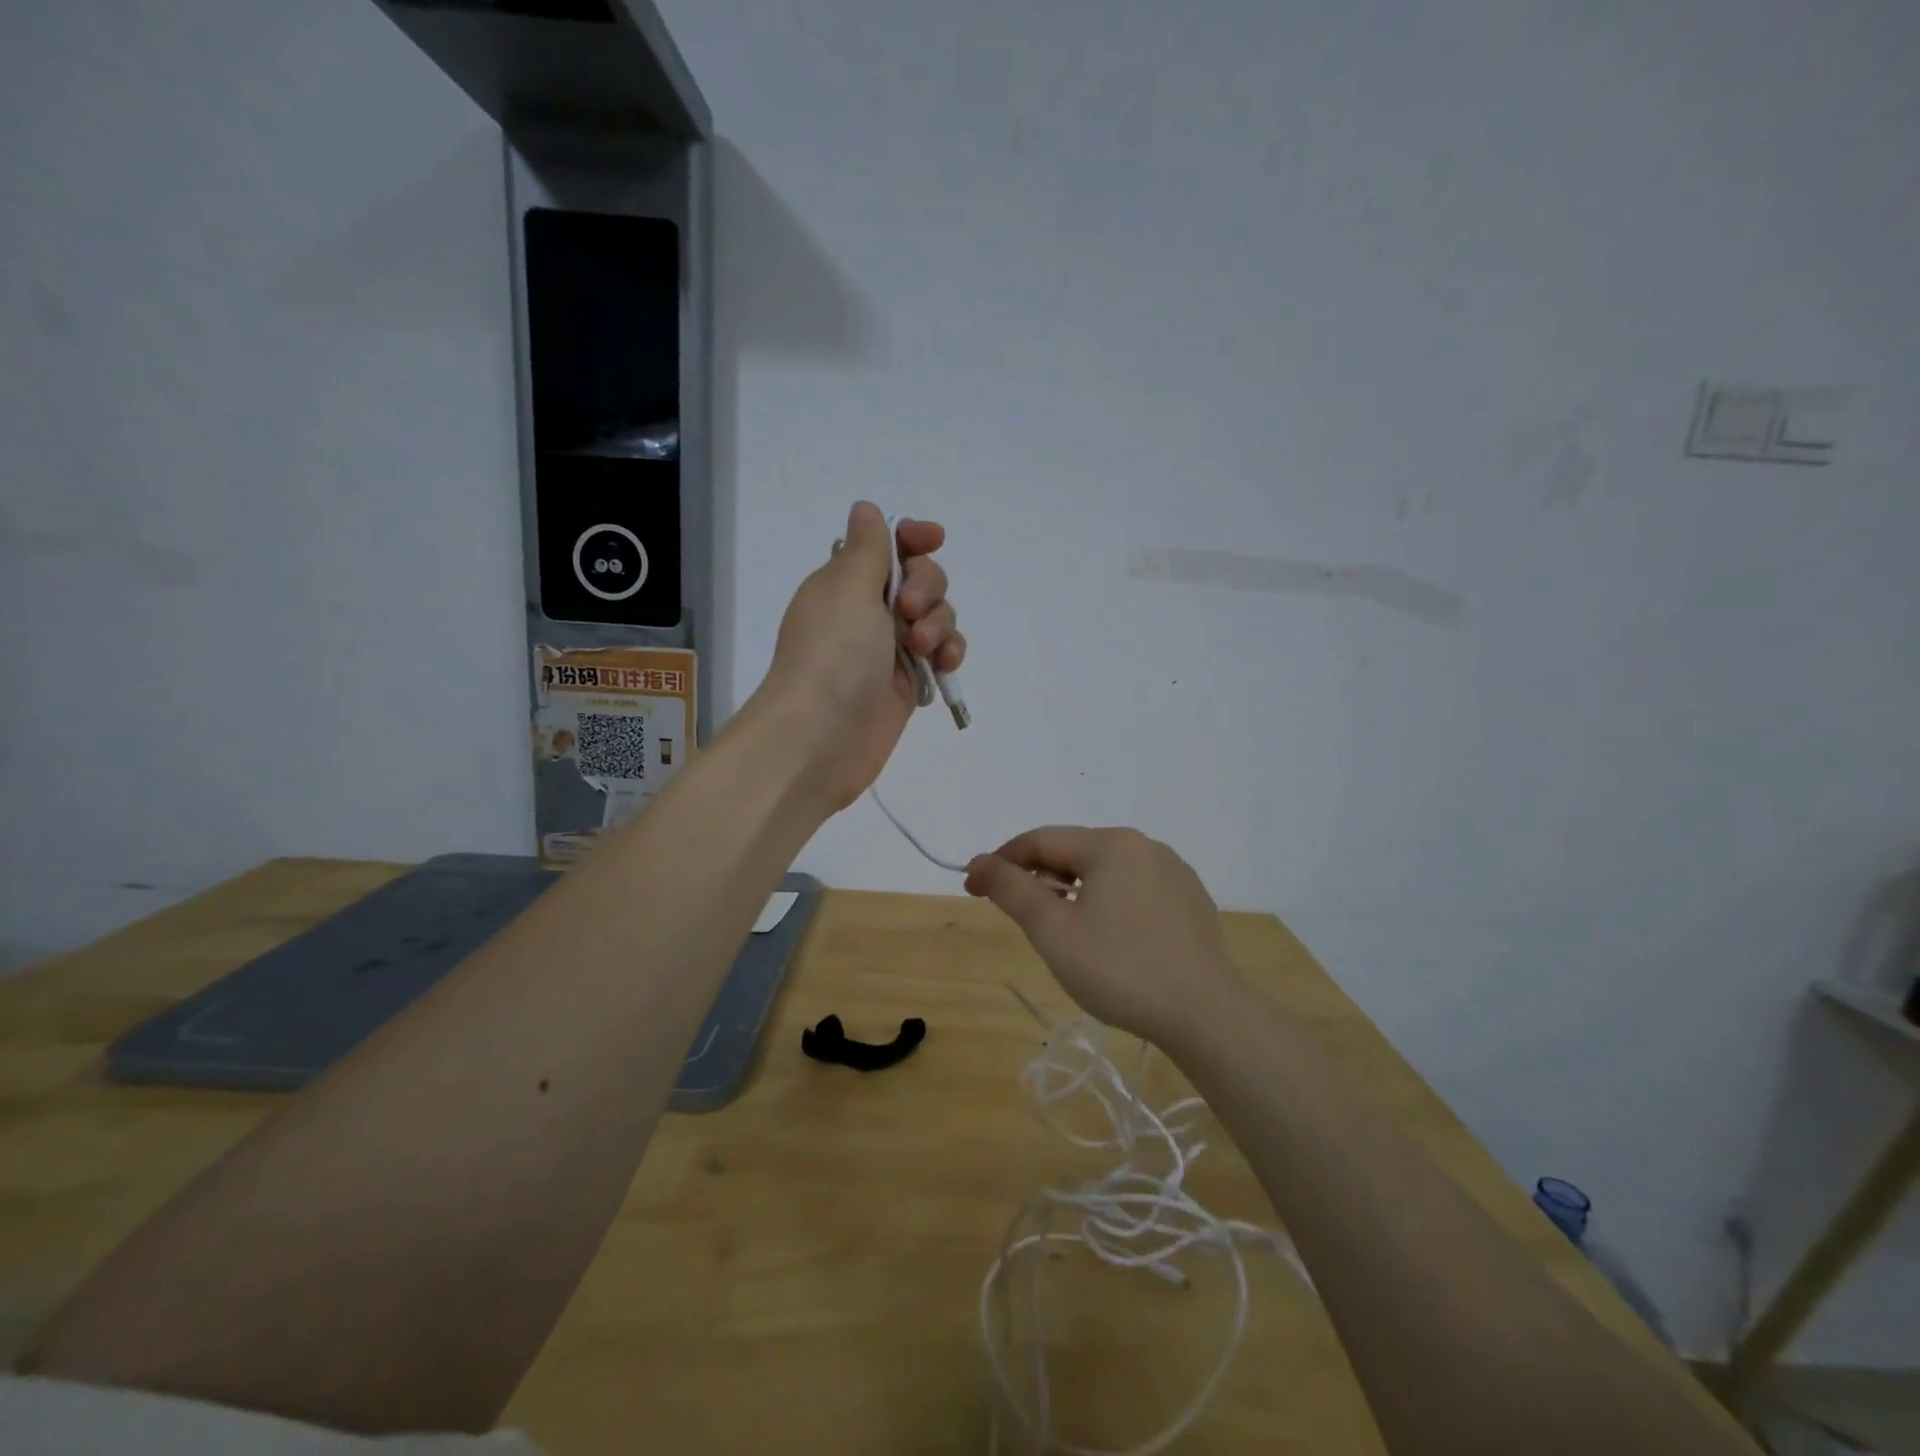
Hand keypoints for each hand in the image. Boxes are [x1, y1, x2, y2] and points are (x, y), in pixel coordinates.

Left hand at [751, 501, 964, 811]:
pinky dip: (949, 652)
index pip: (888, 545)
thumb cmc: (832, 653)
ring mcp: (890, 648)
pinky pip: (942, 653)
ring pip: (937, 616)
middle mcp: (868, 611)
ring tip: (923, 649)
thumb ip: (867, 547)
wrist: (822, 736)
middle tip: (909, 613)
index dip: (913, 539)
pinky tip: (946, 664)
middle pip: (921, 577)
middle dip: (927, 587)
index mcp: (846, 581)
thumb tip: (866, 509)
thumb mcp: (847, 587)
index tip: (932, 539)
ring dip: (940, 623)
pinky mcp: (908, 682)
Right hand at [964, 827, 1244, 1041]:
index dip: (1001, 861)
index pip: (1040, 840)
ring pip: (1105, 872)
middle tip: (1015, 913)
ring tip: (1059, 928)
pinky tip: (1108, 938)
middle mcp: (1144, 845)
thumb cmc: (1120, 969)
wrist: (1206, 1014)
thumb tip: (979, 861)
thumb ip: (1011, 889)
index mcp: (1110, 843)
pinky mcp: (1191, 900)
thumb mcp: (1053, 930)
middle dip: (1038, 877)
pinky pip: (1134, 889)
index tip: (972, 887)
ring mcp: (1173, 872)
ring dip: (1072, 891)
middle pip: (1074, 853)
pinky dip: (1107, 903)